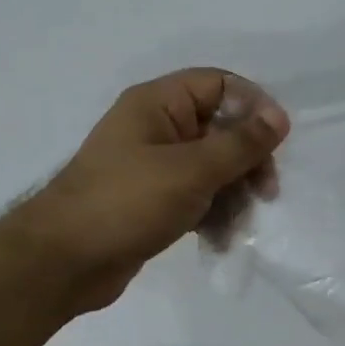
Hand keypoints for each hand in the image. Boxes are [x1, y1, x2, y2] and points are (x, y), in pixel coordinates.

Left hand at [20, 68, 289, 313]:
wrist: (65, 261)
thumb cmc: (128, 202)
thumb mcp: (191, 170)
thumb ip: (240, 144)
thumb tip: (279, 117)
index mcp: (158, 104)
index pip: (218, 85)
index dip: (253, 107)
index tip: (277, 143)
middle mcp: (156, 129)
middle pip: (220, 130)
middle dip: (246, 161)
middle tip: (265, 193)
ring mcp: (153, 168)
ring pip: (211, 170)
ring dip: (233, 196)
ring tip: (238, 227)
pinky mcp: (152, 203)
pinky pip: (195, 199)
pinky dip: (212, 216)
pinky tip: (219, 242)